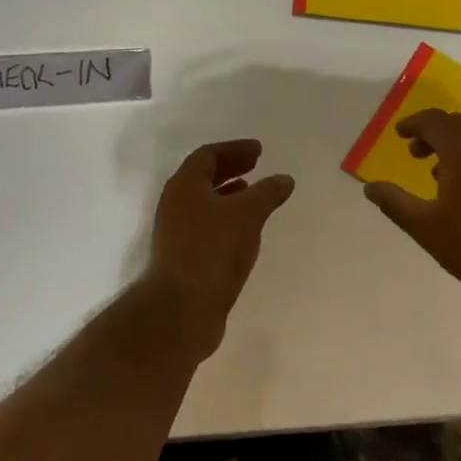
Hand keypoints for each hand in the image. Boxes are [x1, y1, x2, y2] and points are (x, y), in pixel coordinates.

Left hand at [147, 140, 294, 358]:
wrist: (180, 311)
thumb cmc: (212, 251)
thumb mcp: (247, 215)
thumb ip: (267, 193)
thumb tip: (284, 179)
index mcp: (185, 185)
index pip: (208, 155)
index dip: (234, 149)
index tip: (259, 151)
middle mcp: (176, 204)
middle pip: (203, 177)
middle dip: (231, 168)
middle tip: (257, 166)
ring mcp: (176, 233)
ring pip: (205, 203)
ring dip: (229, 194)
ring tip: (254, 196)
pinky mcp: (183, 258)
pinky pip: (207, 227)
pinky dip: (227, 220)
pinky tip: (246, 232)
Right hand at [363, 110, 460, 309]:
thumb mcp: (425, 228)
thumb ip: (394, 203)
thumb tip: (370, 188)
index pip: (434, 121)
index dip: (414, 124)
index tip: (399, 134)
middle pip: (458, 125)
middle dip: (433, 133)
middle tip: (415, 152)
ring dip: (455, 147)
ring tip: (438, 173)